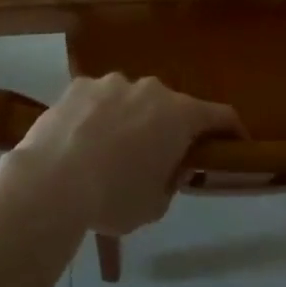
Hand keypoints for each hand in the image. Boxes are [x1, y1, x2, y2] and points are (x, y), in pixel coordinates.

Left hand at [11, 74, 240, 235]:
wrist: (50, 182)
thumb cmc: (113, 198)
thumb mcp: (155, 204)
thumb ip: (171, 180)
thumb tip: (168, 166)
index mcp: (179, 115)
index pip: (221, 115)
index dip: (232, 130)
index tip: (235, 144)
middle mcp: (150, 89)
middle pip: (171, 106)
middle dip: (170, 128)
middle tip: (158, 158)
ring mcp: (111, 83)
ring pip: (131, 99)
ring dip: (131, 119)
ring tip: (109, 151)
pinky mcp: (78, 85)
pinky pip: (98, 100)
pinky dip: (97, 116)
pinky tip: (80, 142)